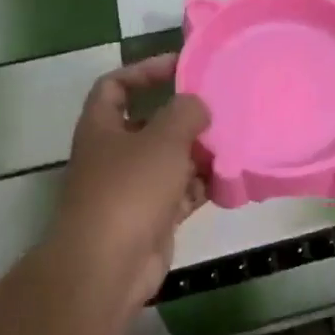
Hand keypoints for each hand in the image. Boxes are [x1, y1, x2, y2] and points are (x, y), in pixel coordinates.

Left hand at [44, 54, 209, 327]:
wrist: (108, 266)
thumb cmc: (130, 190)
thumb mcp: (163, 139)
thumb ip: (185, 112)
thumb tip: (197, 106)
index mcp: (102, 128)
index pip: (115, 85)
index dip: (144, 71)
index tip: (180, 67)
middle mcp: (114, 155)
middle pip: (150, 124)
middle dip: (184, 117)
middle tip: (220, 108)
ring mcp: (132, 189)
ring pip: (170, 161)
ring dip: (198, 153)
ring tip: (232, 143)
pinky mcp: (151, 218)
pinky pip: (181, 193)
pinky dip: (202, 186)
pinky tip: (228, 180)